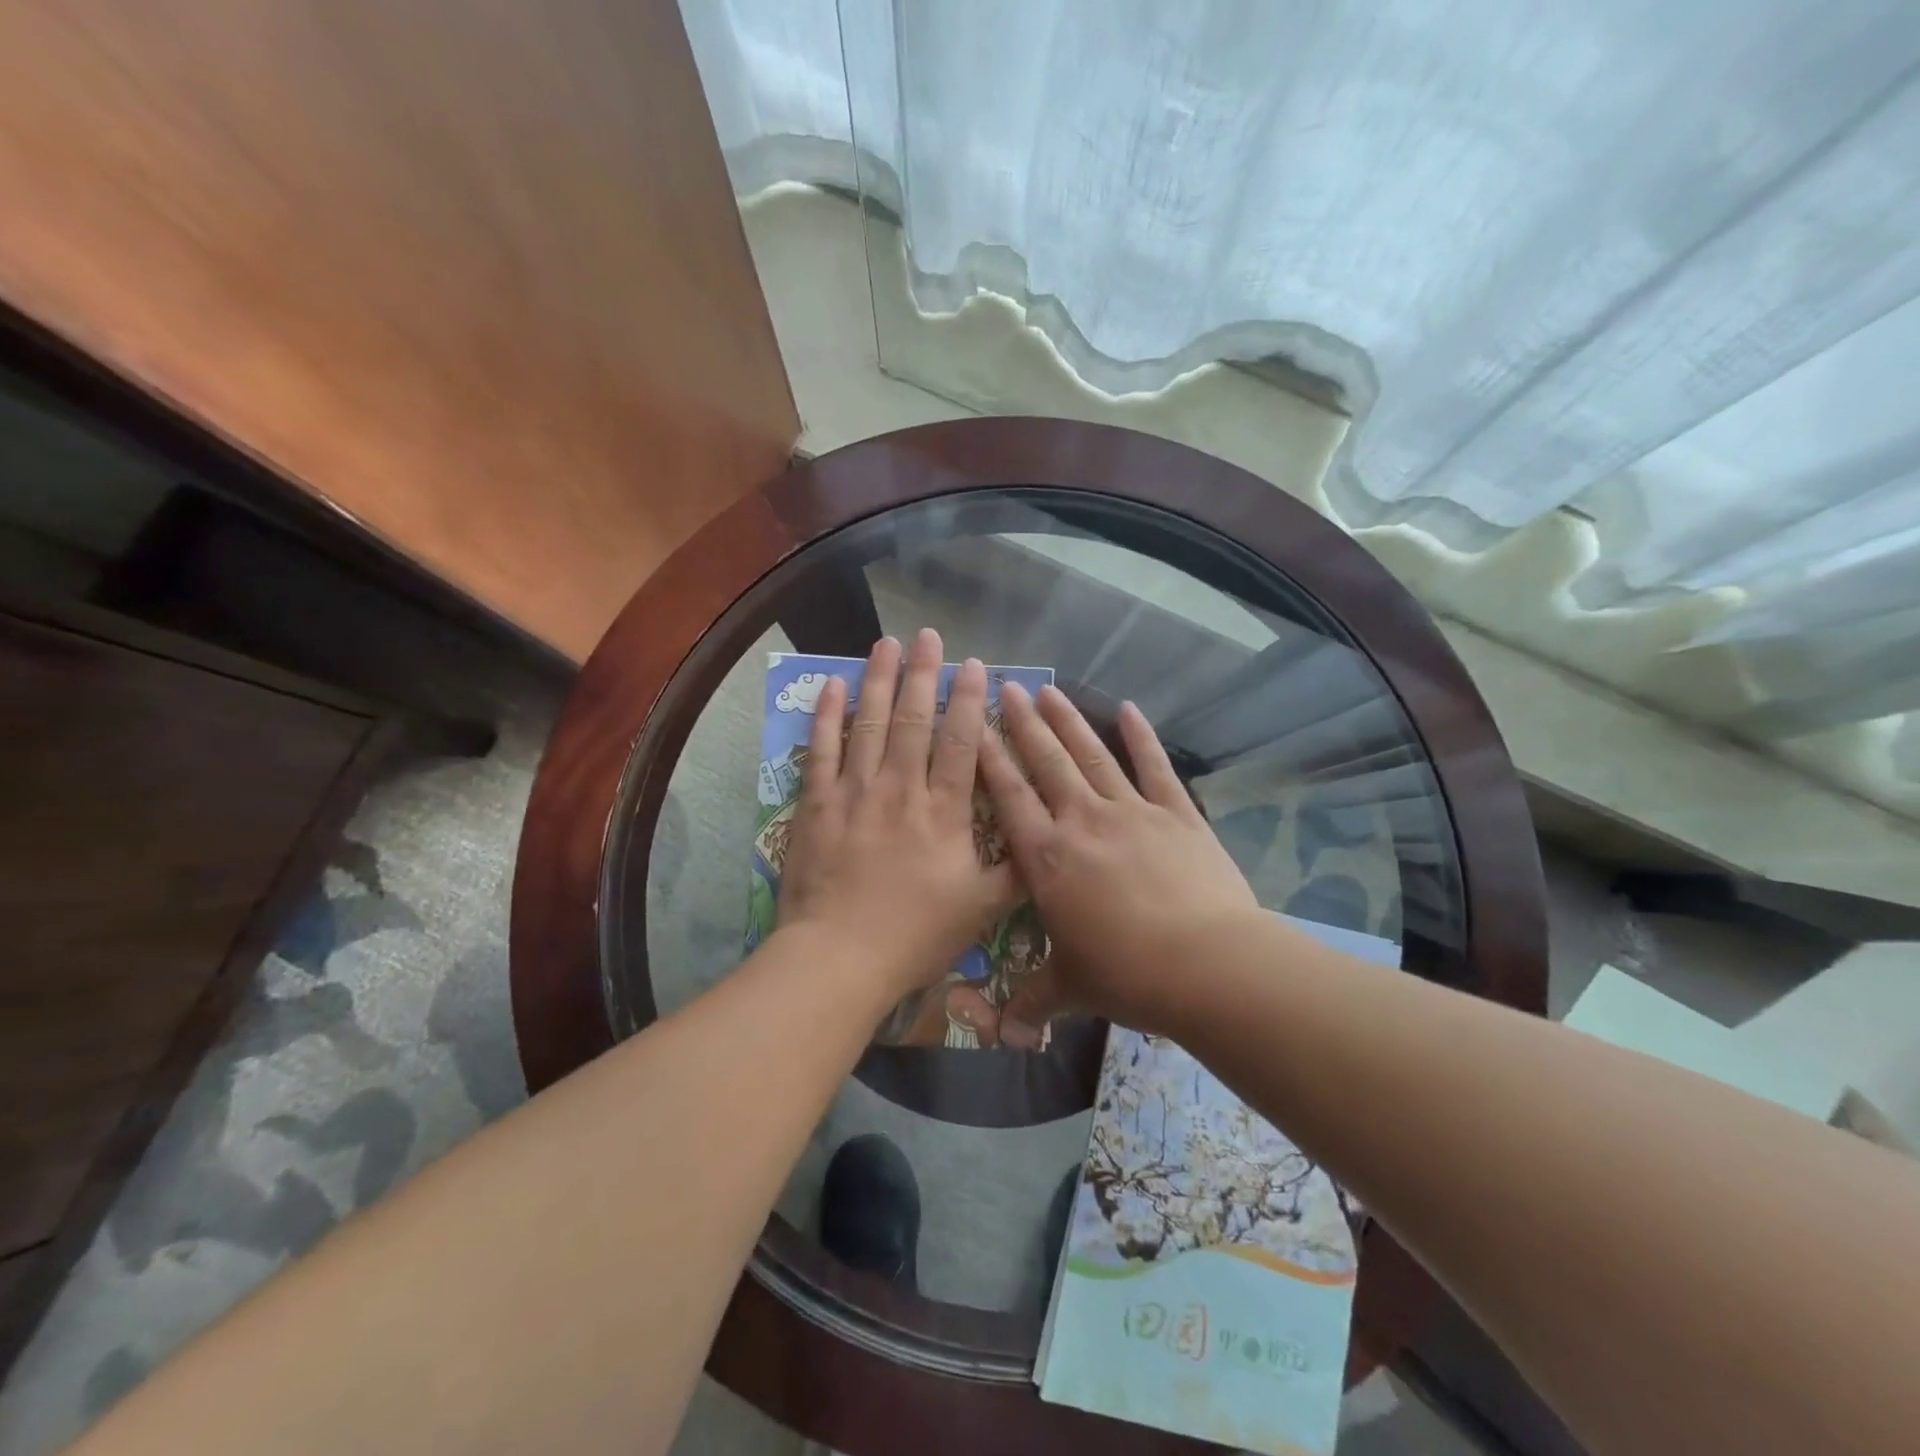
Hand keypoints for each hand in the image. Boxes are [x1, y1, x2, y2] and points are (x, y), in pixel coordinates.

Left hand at [777, 630, 1016, 1000]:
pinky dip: (827, 716)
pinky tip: (832, 686)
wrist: (840, 957)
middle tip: (929, 635)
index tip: (975, 665)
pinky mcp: (817, 804)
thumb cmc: (915, 935)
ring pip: (870, 723)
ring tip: (886, 643)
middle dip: (924, 673)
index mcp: (944, 811)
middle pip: (914, 719)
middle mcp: (901, 789)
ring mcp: (855, 792)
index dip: (969, 700)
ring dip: (879, 679)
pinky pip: (822, 750)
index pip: (961, 742)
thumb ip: (1016, 874)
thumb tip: (1047, 845)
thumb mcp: (981, 910)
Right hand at [978, 683, 1258, 1040]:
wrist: (1208, 966)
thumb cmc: (1128, 974)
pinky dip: (1141, 737)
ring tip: (1049, 690)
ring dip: (1069, 721)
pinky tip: (1128, 709)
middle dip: (1023, 724)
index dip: (988, 758)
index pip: (1008, 796)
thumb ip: (1032, 999)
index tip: (973, 723)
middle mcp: (1082, 821)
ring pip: (1091, 756)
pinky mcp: (1176, 814)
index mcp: (1047, 858)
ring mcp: (1131, 811)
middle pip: (1046, 762)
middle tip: (1007, 688)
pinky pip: (1154, 767)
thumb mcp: (1070, 987)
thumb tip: (1003, 1033)